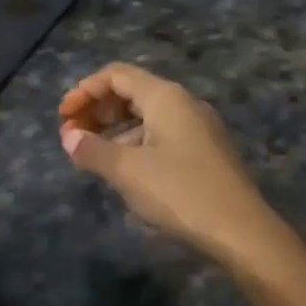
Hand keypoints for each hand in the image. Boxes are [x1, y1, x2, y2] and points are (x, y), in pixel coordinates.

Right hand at [58, 64, 292, 272]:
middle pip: (132, 91)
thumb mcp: (128, 171)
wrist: (242, 231)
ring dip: (115, 129)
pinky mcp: (206, 150)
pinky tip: (124, 169)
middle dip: (98, 110)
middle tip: (73, 136)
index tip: (63, 118)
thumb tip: (69, 137)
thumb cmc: (180, 192)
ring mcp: (199, 126)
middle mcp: (184, 102)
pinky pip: (162, 133)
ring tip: (92, 155)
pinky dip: (136, 142)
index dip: (85, 91)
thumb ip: (93, 150)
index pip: (117, 75)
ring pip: (147, 115)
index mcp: (165, 97)